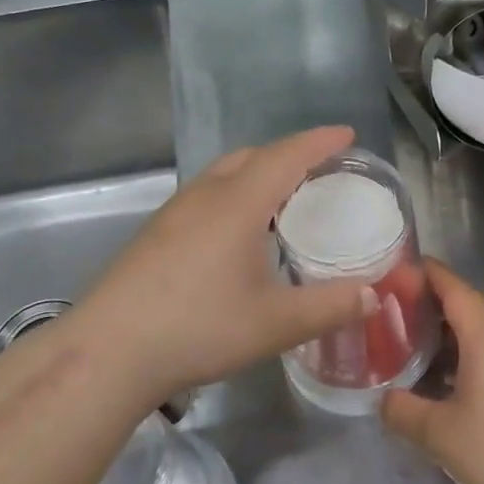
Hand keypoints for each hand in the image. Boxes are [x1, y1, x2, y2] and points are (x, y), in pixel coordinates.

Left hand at [70, 127, 376, 406]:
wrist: (110, 350)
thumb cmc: (199, 327)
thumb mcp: (275, 324)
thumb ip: (329, 307)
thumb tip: (372, 295)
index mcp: (238, 203)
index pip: (287, 156)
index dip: (320, 142)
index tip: (348, 134)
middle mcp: (205, 195)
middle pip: (253, 156)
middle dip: (290, 155)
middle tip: (320, 172)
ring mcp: (174, 212)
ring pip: (224, 174)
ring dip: (258, 174)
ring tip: (283, 200)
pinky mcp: (156, 233)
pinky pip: (206, 195)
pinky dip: (234, 195)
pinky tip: (238, 233)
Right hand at [382, 260, 483, 483]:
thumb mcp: (441, 435)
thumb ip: (404, 411)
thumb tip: (383, 399)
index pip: (453, 286)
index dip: (426, 273)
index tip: (397, 268)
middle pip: (474, 301)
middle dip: (440, 299)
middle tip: (404, 312)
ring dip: (460, 327)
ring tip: (426, 345)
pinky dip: (478, 350)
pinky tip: (461, 379)